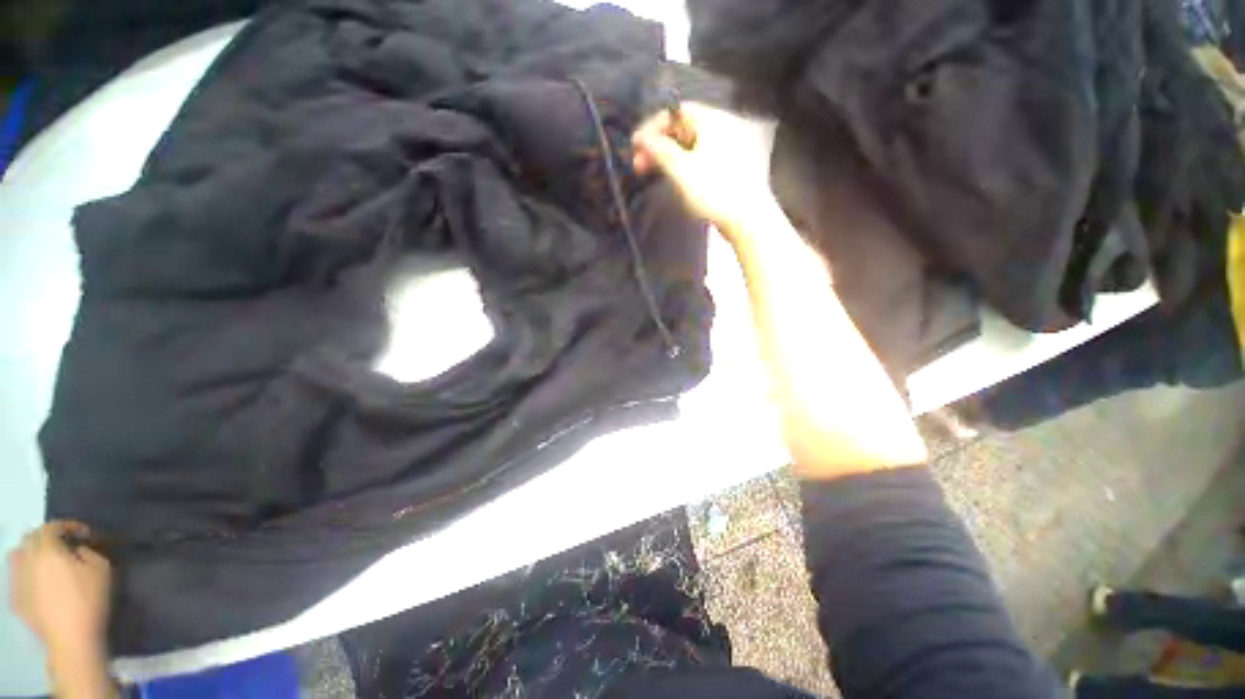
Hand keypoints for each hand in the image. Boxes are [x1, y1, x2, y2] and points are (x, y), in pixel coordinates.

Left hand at [9, 521, 111, 657]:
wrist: (71, 639)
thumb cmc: (89, 600)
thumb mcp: (100, 570)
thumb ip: (88, 553)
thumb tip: (78, 550)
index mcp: (47, 549)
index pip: (52, 526)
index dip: (68, 526)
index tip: (84, 533)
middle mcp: (27, 559)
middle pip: (31, 539)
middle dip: (46, 537)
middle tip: (63, 545)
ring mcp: (18, 580)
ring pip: (18, 556)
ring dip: (32, 552)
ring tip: (48, 562)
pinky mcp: (16, 597)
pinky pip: (18, 577)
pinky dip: (28, 573)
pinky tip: (40, 583)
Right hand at [632, 102, 778, 242]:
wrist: (747, 218)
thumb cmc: (713, 191)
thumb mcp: (681, 170)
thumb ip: (659, 150)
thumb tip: (643, 138)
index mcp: (712, 120)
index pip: (676, 112)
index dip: (653, 126)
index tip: (635, 145)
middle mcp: (723, 126)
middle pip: (684, 128)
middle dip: (659, 144)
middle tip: (639, 164)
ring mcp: (730, 146)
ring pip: (692, 144)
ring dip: (669, 155)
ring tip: (653, 172)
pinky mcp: (732, 166)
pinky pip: (702, 156)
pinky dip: (685, 163)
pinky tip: (674, 177)